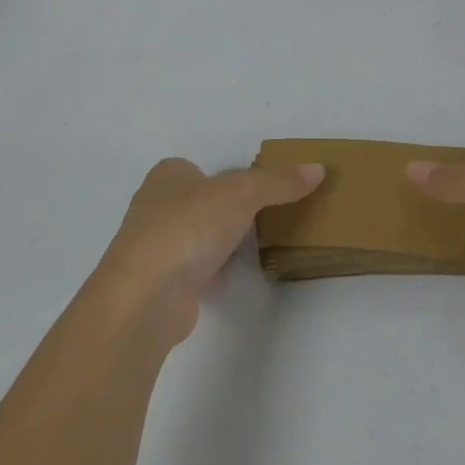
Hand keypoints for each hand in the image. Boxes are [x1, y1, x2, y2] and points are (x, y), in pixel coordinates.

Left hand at [89, 157, 324, 345]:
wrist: (147, 296)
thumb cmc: (188, 228)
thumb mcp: (242, 193)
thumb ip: (278, 182)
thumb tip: (317, 169)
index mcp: (166, 176)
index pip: (198, 168)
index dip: (225, 177)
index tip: (257, 190)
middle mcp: (154, 207)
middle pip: (199, 202)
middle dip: (225, 210)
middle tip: (264, 216)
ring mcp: (154, 247)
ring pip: (195, 237)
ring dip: (218, 242)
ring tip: (254, 244)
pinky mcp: (161, 284)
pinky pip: (194, 269)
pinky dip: (212, 270)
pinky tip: (231, 275)